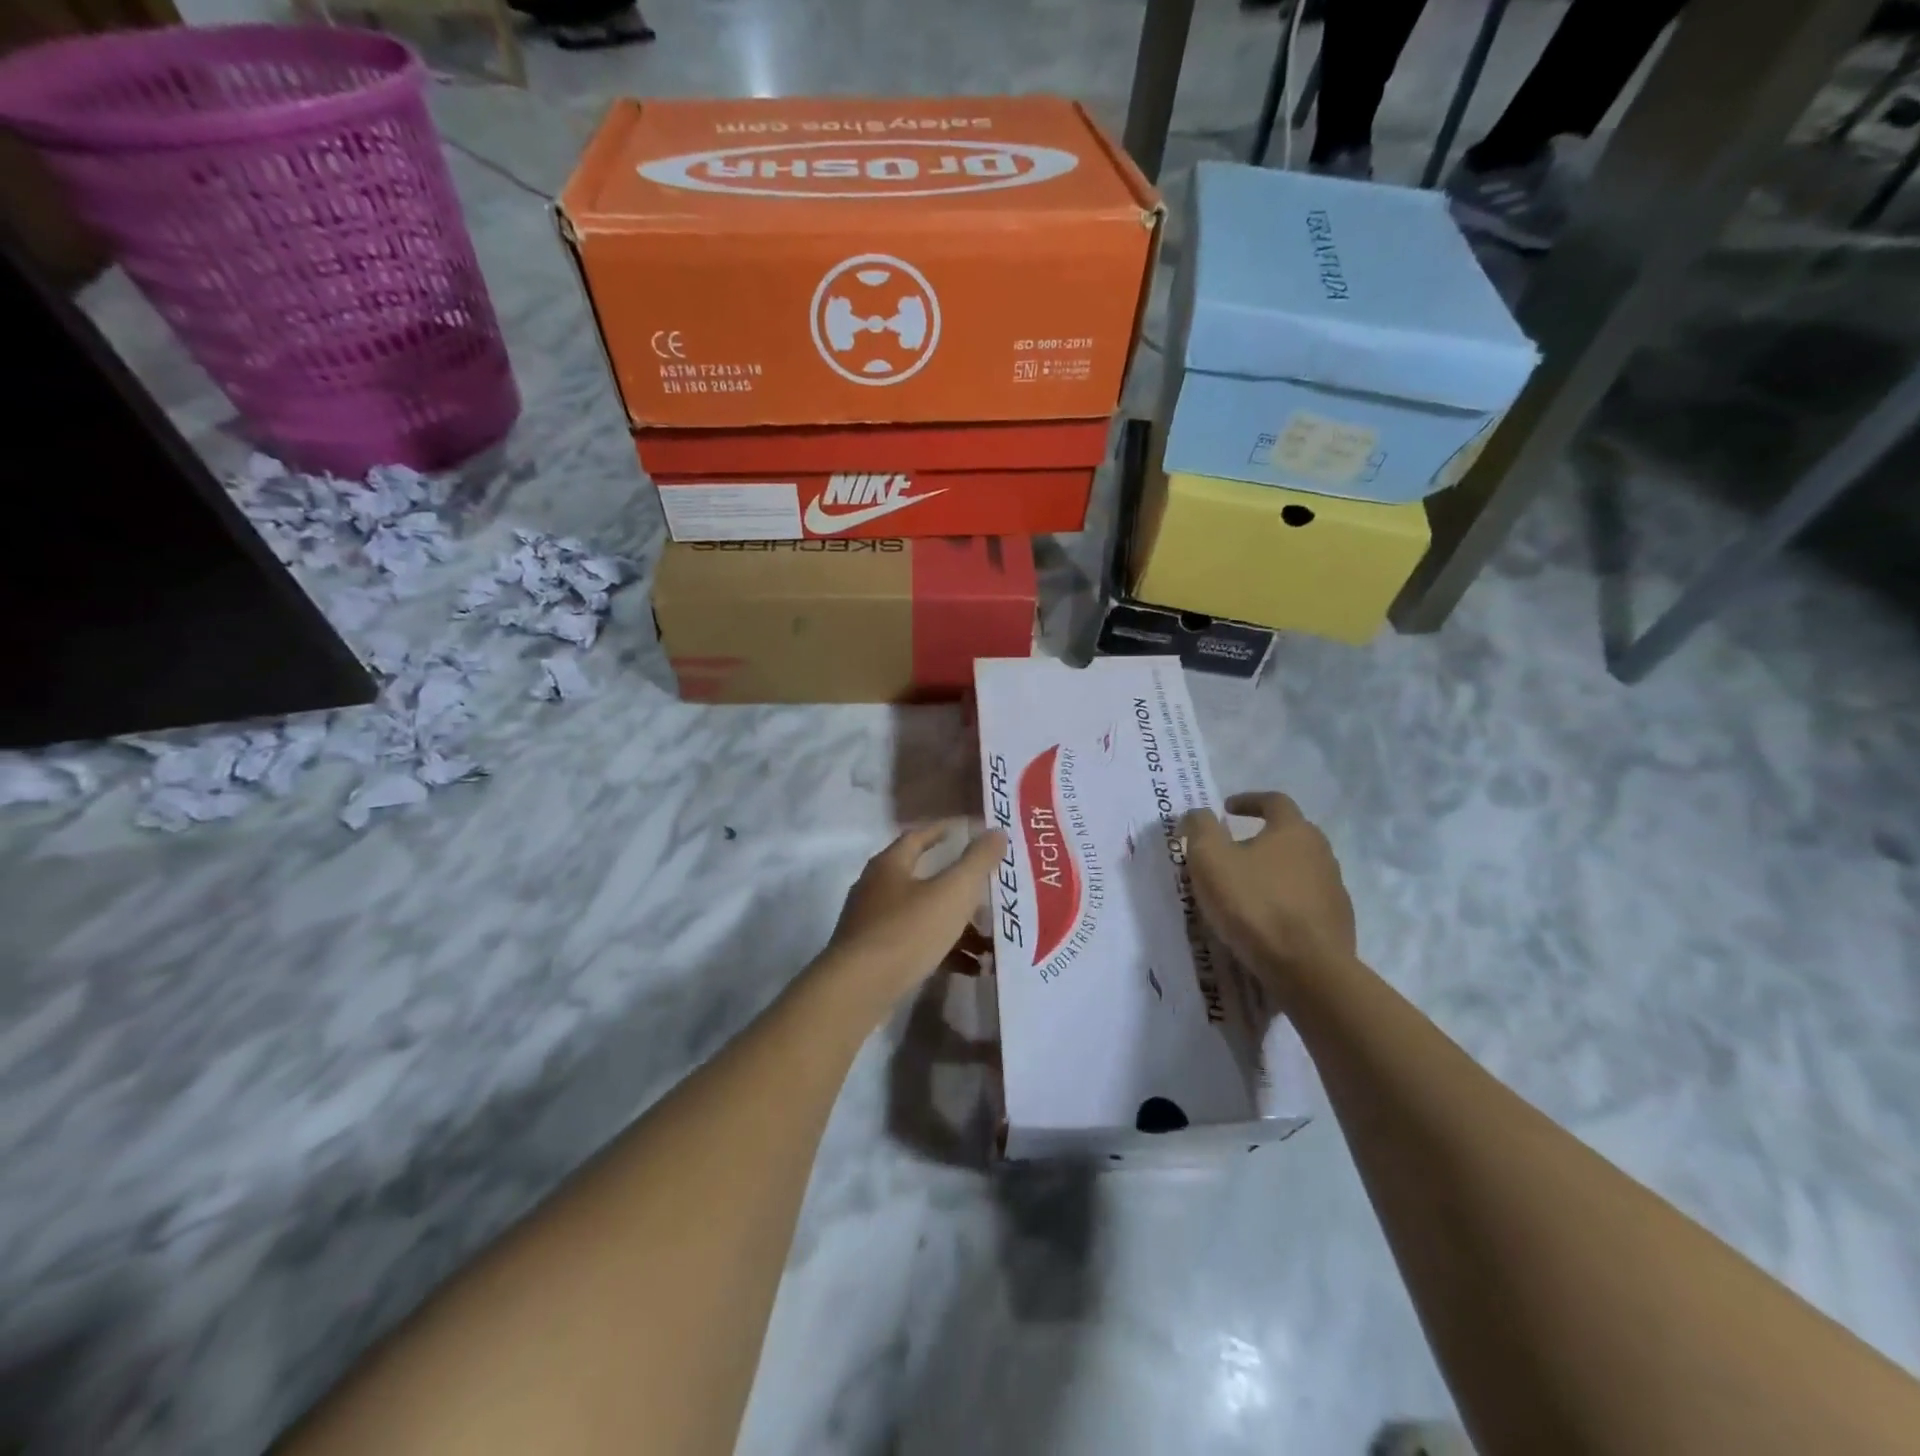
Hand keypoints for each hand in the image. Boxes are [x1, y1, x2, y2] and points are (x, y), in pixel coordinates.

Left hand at [824, 823, 1005, 1003]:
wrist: (858, 990)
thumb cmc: (907, 930)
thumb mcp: (952, 893)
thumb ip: (977, 861)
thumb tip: (997, 831)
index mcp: (890, 865)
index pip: (917, 837)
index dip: (942, 831)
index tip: (966, 831)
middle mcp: (876, 889)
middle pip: (924, 880)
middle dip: (959, 889)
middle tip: (990, 894)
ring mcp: (872, 925)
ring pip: (923, 916)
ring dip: (956, 927)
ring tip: (990, 943)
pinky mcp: (874, 957)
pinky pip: (916, 946)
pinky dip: (943, 952)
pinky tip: (971, 968)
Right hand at [1178, 792, 1355, 997]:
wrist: (1308, 969)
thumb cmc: (1254, 904)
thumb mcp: (1211, 860)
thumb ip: (1200, 828)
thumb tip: (1198, 813)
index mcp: (1294, 831)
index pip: (1274, 801)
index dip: (1248, 800)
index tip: (1226, 809)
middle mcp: (1321, 853)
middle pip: (1289, 835)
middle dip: (1259, 838)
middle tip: (1232, 852)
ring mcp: (1334, 889)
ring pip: (1298, 870)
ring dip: (1272, 872)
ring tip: (1245, 890)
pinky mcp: (1337, 923)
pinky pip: (1305, 902)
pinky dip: (1284, 902)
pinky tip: (1265, 921)